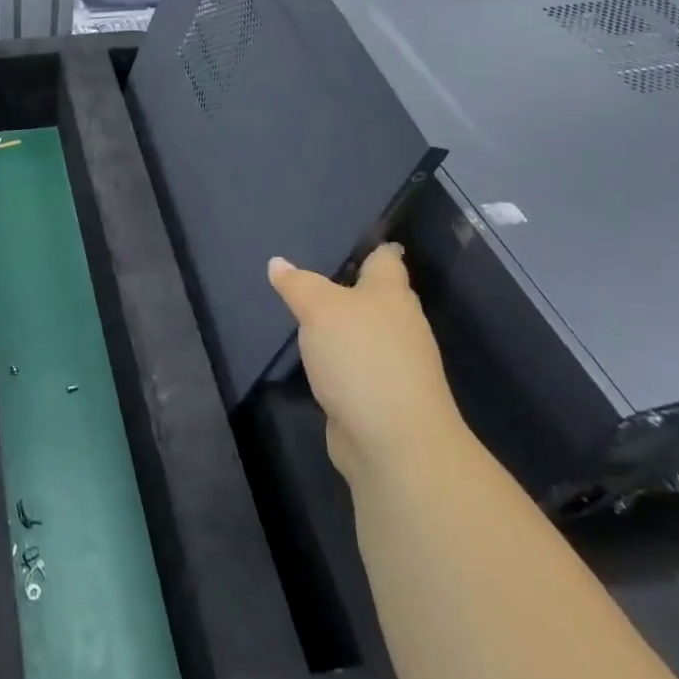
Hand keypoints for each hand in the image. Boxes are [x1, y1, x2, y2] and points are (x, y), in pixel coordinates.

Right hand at [267, 245, 459, 483]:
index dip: (374, 246)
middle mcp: (400, 324)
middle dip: (353, 286)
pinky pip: (358, 366)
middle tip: (315, 273)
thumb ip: (299, 285)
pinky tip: (318, 359)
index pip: (386, 259)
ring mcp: (394, 364)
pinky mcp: (381, 397)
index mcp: (391, 294)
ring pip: (367, 333)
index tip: (355, 237)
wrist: (394, 441)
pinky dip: (341, 360)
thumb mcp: (320, 309)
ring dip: (344, 326)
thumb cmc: (362, 358)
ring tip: (309, 313)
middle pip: (379, 296)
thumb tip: (278, 263)